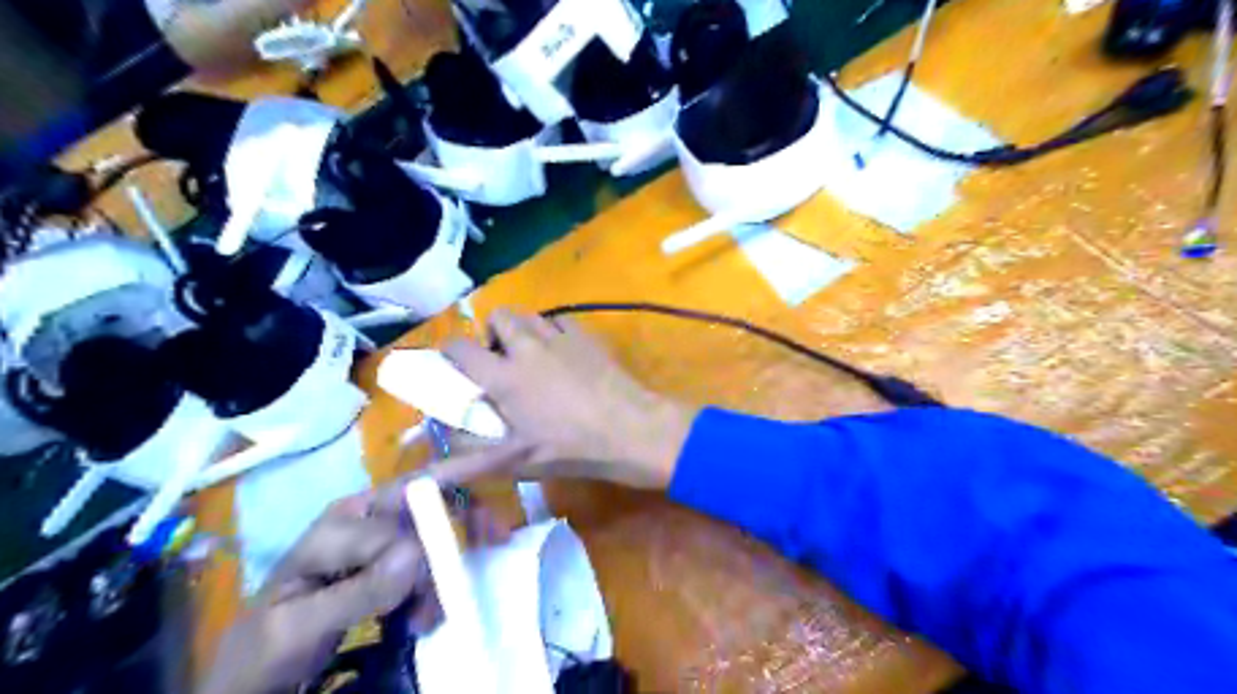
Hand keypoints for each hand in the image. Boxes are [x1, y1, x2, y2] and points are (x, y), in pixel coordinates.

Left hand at [197, 467, 518, 693]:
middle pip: (432, 494)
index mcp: (340, 522)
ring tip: (433, 615)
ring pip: (441, 521)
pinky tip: (432, 608)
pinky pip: (436, 547)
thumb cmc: (266, 646)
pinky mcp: (393, 556)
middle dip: (469, 512)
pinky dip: (447, 572)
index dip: (431, 547)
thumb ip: (356, 592)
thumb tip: (417, 555)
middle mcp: (367, 515)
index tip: (441, 590)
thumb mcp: (298, 628)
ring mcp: (383, 534)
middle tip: (498, 538)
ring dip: (454, 557)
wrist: (257, 669)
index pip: (401, 522)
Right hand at [443, 309, 695, 486]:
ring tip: (530, 356)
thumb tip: (428, 471)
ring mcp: (560, 336)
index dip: (449, 352)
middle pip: (497, 316)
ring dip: (522, 329)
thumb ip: (471, 462)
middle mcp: (527, 346)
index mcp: (504, 376)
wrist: (632, 429)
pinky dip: (553, 331)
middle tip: (501, 362)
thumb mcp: (518, 461)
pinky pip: (560, 320)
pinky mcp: (586, 335)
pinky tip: (563, 354)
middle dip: (492, 333)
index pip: (459, 348)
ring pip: (529, 314)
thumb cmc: (573, 448)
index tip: (454, 366)